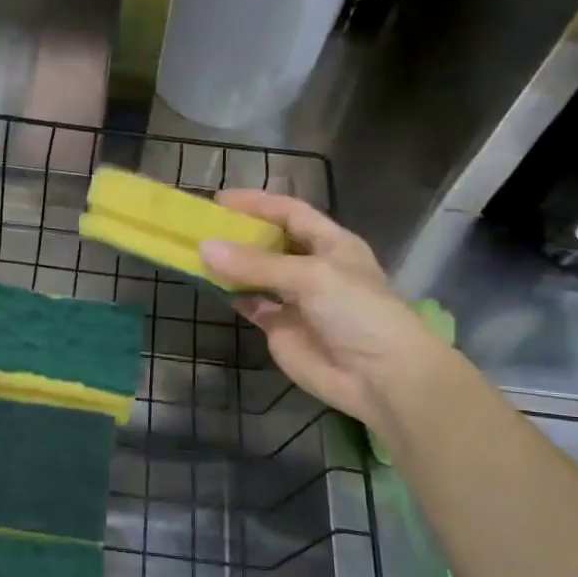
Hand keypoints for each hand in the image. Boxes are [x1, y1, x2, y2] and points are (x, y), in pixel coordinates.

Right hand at [199, 191, 447, 426]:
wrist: (380, 377)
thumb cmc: (356, 312)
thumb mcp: (310, 277)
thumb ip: (256, 263)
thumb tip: (205, 248)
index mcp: (331, 243)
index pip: (291, 213)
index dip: (258, 203)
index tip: (220, 199)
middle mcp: (313, 267)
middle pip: (271, 242)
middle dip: (240, 233)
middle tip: (201, 226)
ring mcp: (295, 299)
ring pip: (257, 274)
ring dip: (231, 264)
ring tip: (197, 252)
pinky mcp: (281, 328)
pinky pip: (252, 304)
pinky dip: (232, 294)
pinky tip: (210, 285)